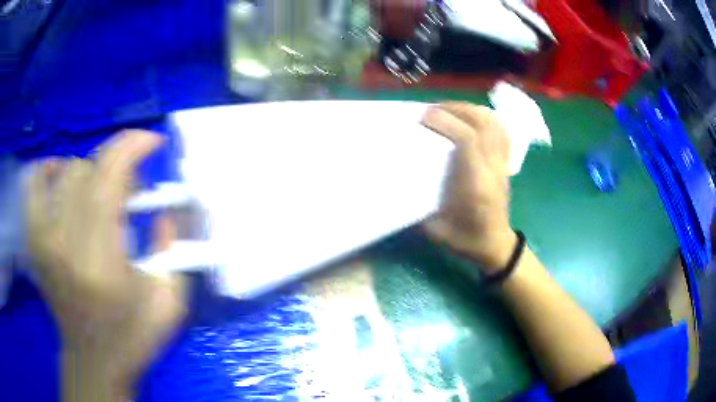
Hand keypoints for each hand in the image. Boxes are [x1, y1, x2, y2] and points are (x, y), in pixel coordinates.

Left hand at [26, 131, 186, 396]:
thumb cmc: (132, 337)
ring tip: (102, 195)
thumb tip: (166, 206)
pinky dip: (48, 171)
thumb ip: (175, 249)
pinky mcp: (33, 240)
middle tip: (132, 192)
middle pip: (88, 169)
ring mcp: (42, 239)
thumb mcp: (169, 302)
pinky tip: (62, 181)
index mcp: (100, 261)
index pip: (108, 177)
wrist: (93, 360)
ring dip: (92, 173)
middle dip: (118, 168)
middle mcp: (64, 242)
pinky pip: (33, 184)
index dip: (132, 147)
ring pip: (65, 171)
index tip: (153, 142)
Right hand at [421, 103, 516, 273]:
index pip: (467, 140)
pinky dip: (486, 118)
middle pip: (483, 125)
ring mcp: (502, 164)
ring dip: (470, 110)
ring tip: (449, 109)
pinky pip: (501, 131)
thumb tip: (399, 182)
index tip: (423, 117)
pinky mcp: (505, 163)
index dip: (446, 122)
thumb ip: (418, 206)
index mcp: (476, 185)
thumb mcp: (436, 230)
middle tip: (432, 109)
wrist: (495, 247)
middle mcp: (492, 169)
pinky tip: (470, 119)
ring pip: (494, 124)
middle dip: (457, 109)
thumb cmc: (466, 240)